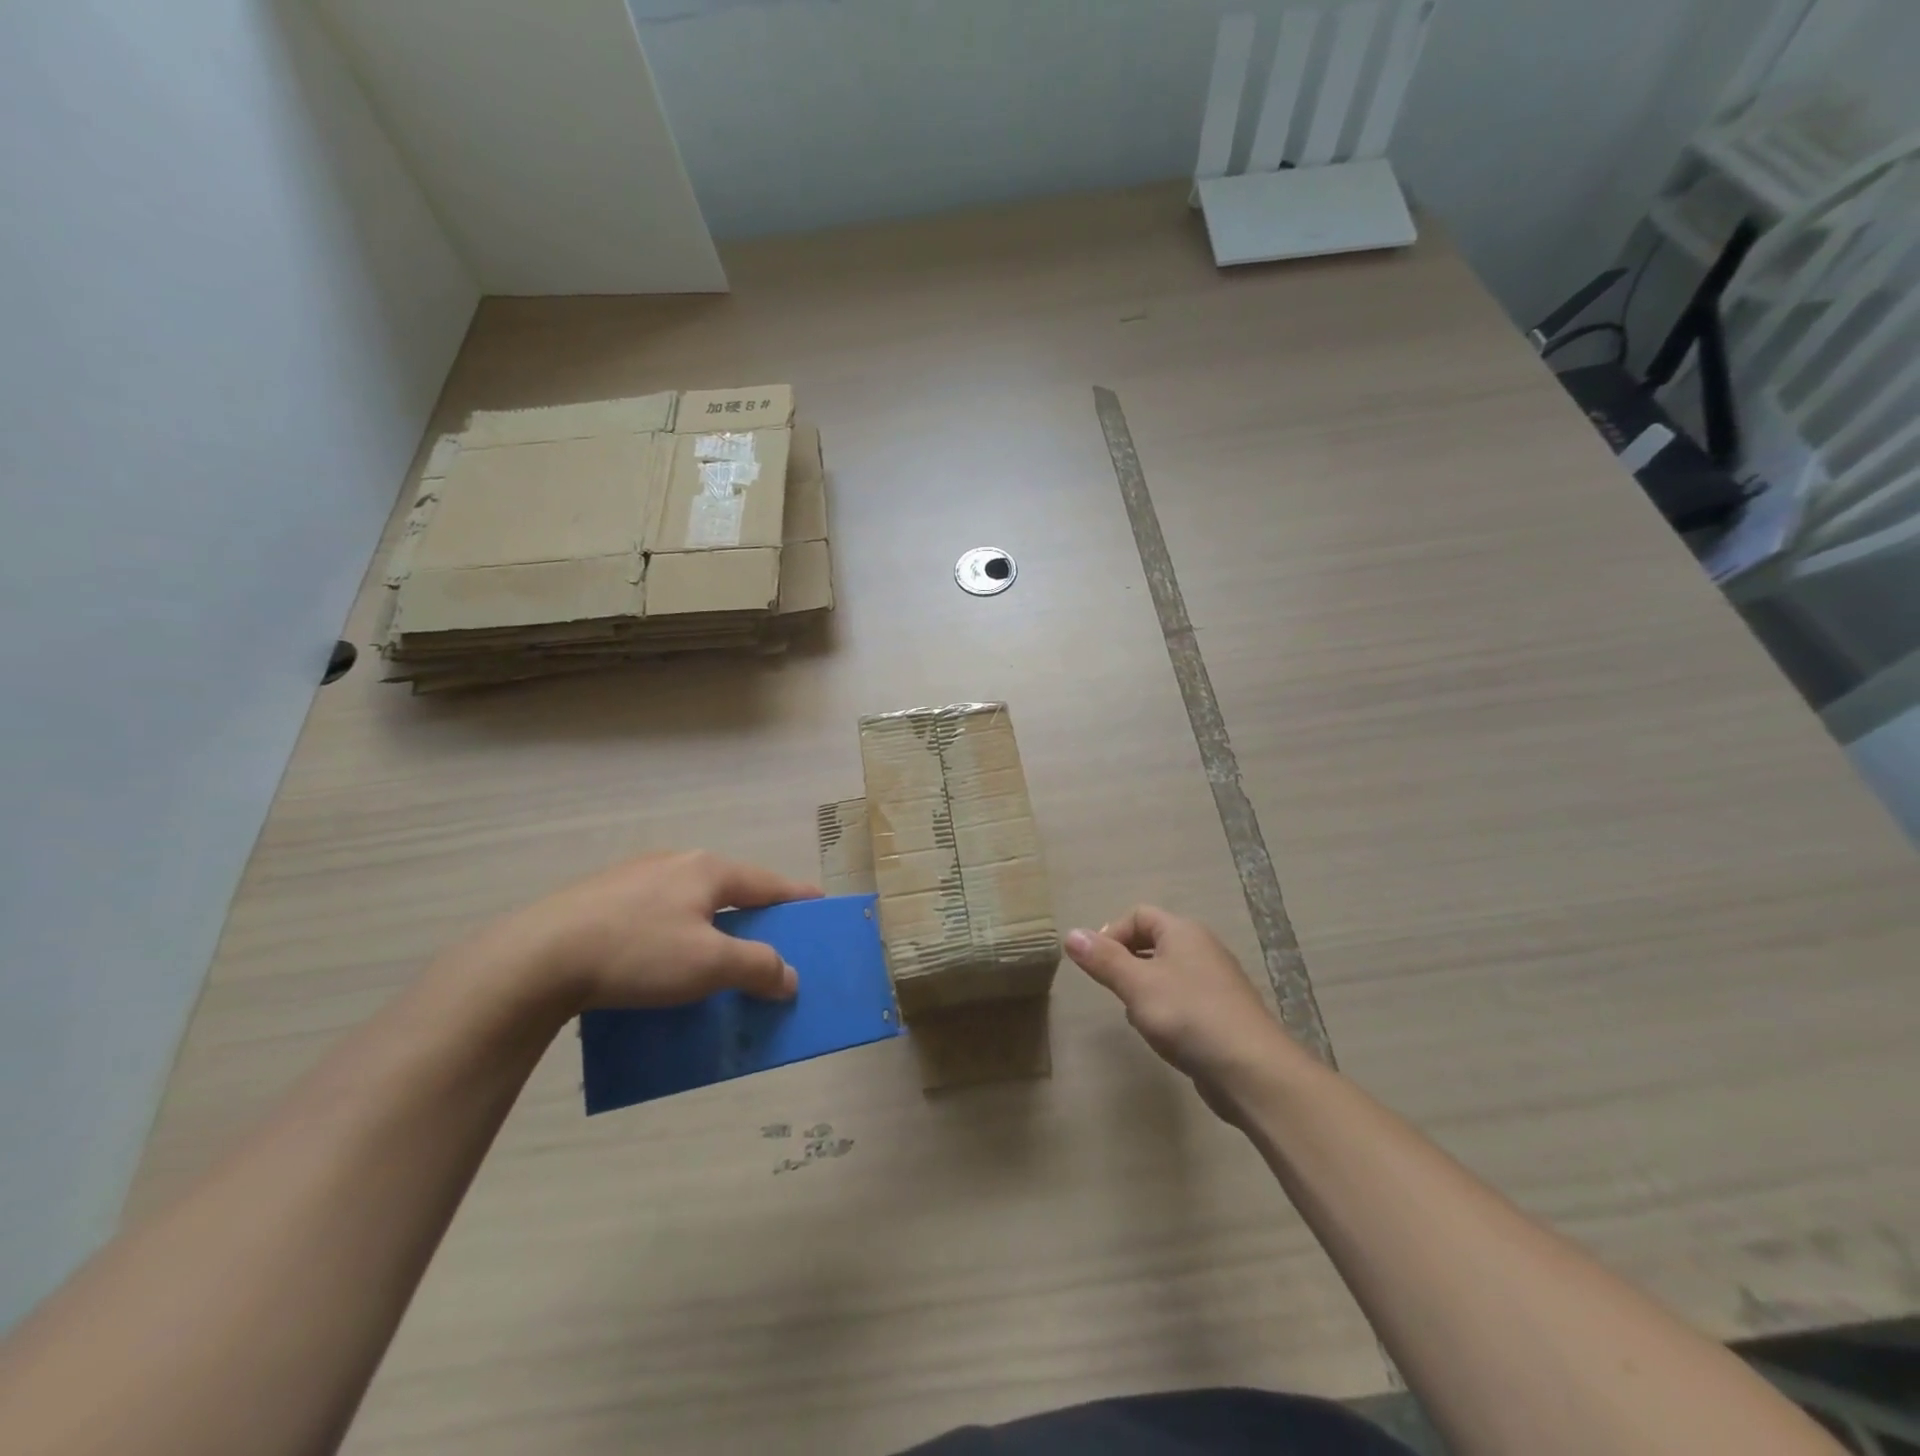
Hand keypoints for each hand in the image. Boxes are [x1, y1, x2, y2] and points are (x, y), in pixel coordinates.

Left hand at [499, 851, 820, 1009]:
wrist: (535, 959)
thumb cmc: (637, 953)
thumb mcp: (708, 965)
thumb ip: (758, 967)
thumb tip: (789, 977)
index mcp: (708, 870)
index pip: (769, 883)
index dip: (798, 898)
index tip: (820, 906)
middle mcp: (675, 863)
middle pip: (730, 890)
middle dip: (752, 917)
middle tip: (768, 945)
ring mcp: (634, 878)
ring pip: (690, 903)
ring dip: (711, 929)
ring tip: (714, 961)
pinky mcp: (601, 899)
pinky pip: (656, 915)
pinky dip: (674, 935)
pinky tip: (659, 964)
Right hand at [1066, 907, 1303, 1118]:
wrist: (1252, 1070)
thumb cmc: (1188, 1015)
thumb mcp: (1136, 985)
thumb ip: (1103, 959)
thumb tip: (1070, 934)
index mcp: (1183, 932)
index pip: (1139, 914)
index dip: (1112, 933)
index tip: (1096, 964)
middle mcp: (1202, 948)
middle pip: (1153, 942)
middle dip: (1126, 962)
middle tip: (1111, 989)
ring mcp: (1216, 982)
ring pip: (1167, 973)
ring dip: (1144, 989)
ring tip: (1135, 1015)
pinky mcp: (1223, 1013)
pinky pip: (1183, 999)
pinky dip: (1166, 1010)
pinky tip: (1162, 1035)